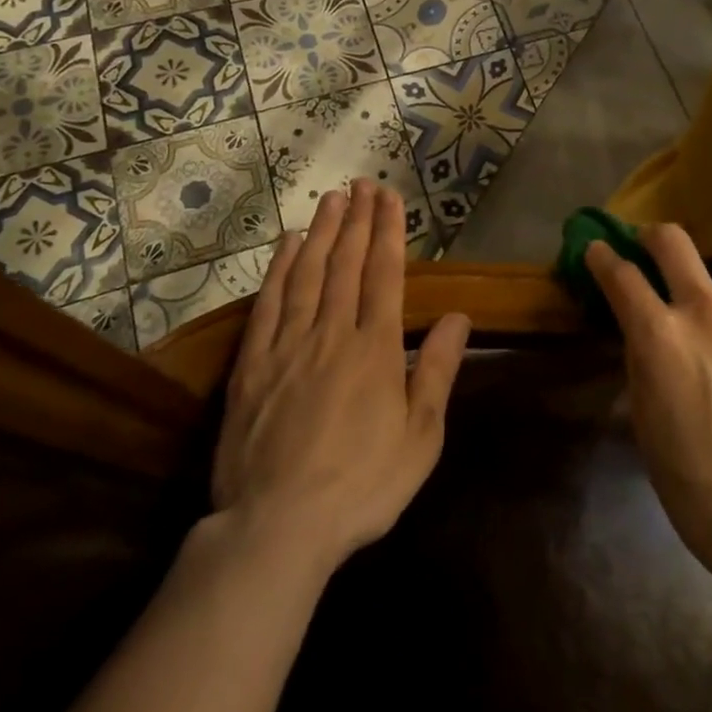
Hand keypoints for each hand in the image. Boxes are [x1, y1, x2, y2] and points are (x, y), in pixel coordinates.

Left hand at [211, 180, 468, 569]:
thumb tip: (459, 317)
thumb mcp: (420, 438)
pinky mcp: (252, 364)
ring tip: (331, 198)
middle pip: (346, 263)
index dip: (388, 232)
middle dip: (357, 220)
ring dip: (321, 232)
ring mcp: (288, 345)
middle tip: (362, 184)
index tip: (390, 198)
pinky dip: (279, 269)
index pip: (384, 274)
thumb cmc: (362, 486)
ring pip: (308, 274)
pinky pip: (268, 303)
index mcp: (375, 349)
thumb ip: (437, 371)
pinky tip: (286, 245)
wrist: (277, 527)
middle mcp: (332, 333)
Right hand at [586, 223, 711, 589]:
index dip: (601, 257)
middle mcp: (705, 309)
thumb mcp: (647, 423)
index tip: (597, 251)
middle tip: (653, 251)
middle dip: (651, 237)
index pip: (619, 275)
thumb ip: (642, 363)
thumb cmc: (699, 486)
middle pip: (670, 239)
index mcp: (659, 337)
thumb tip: (641, 331)